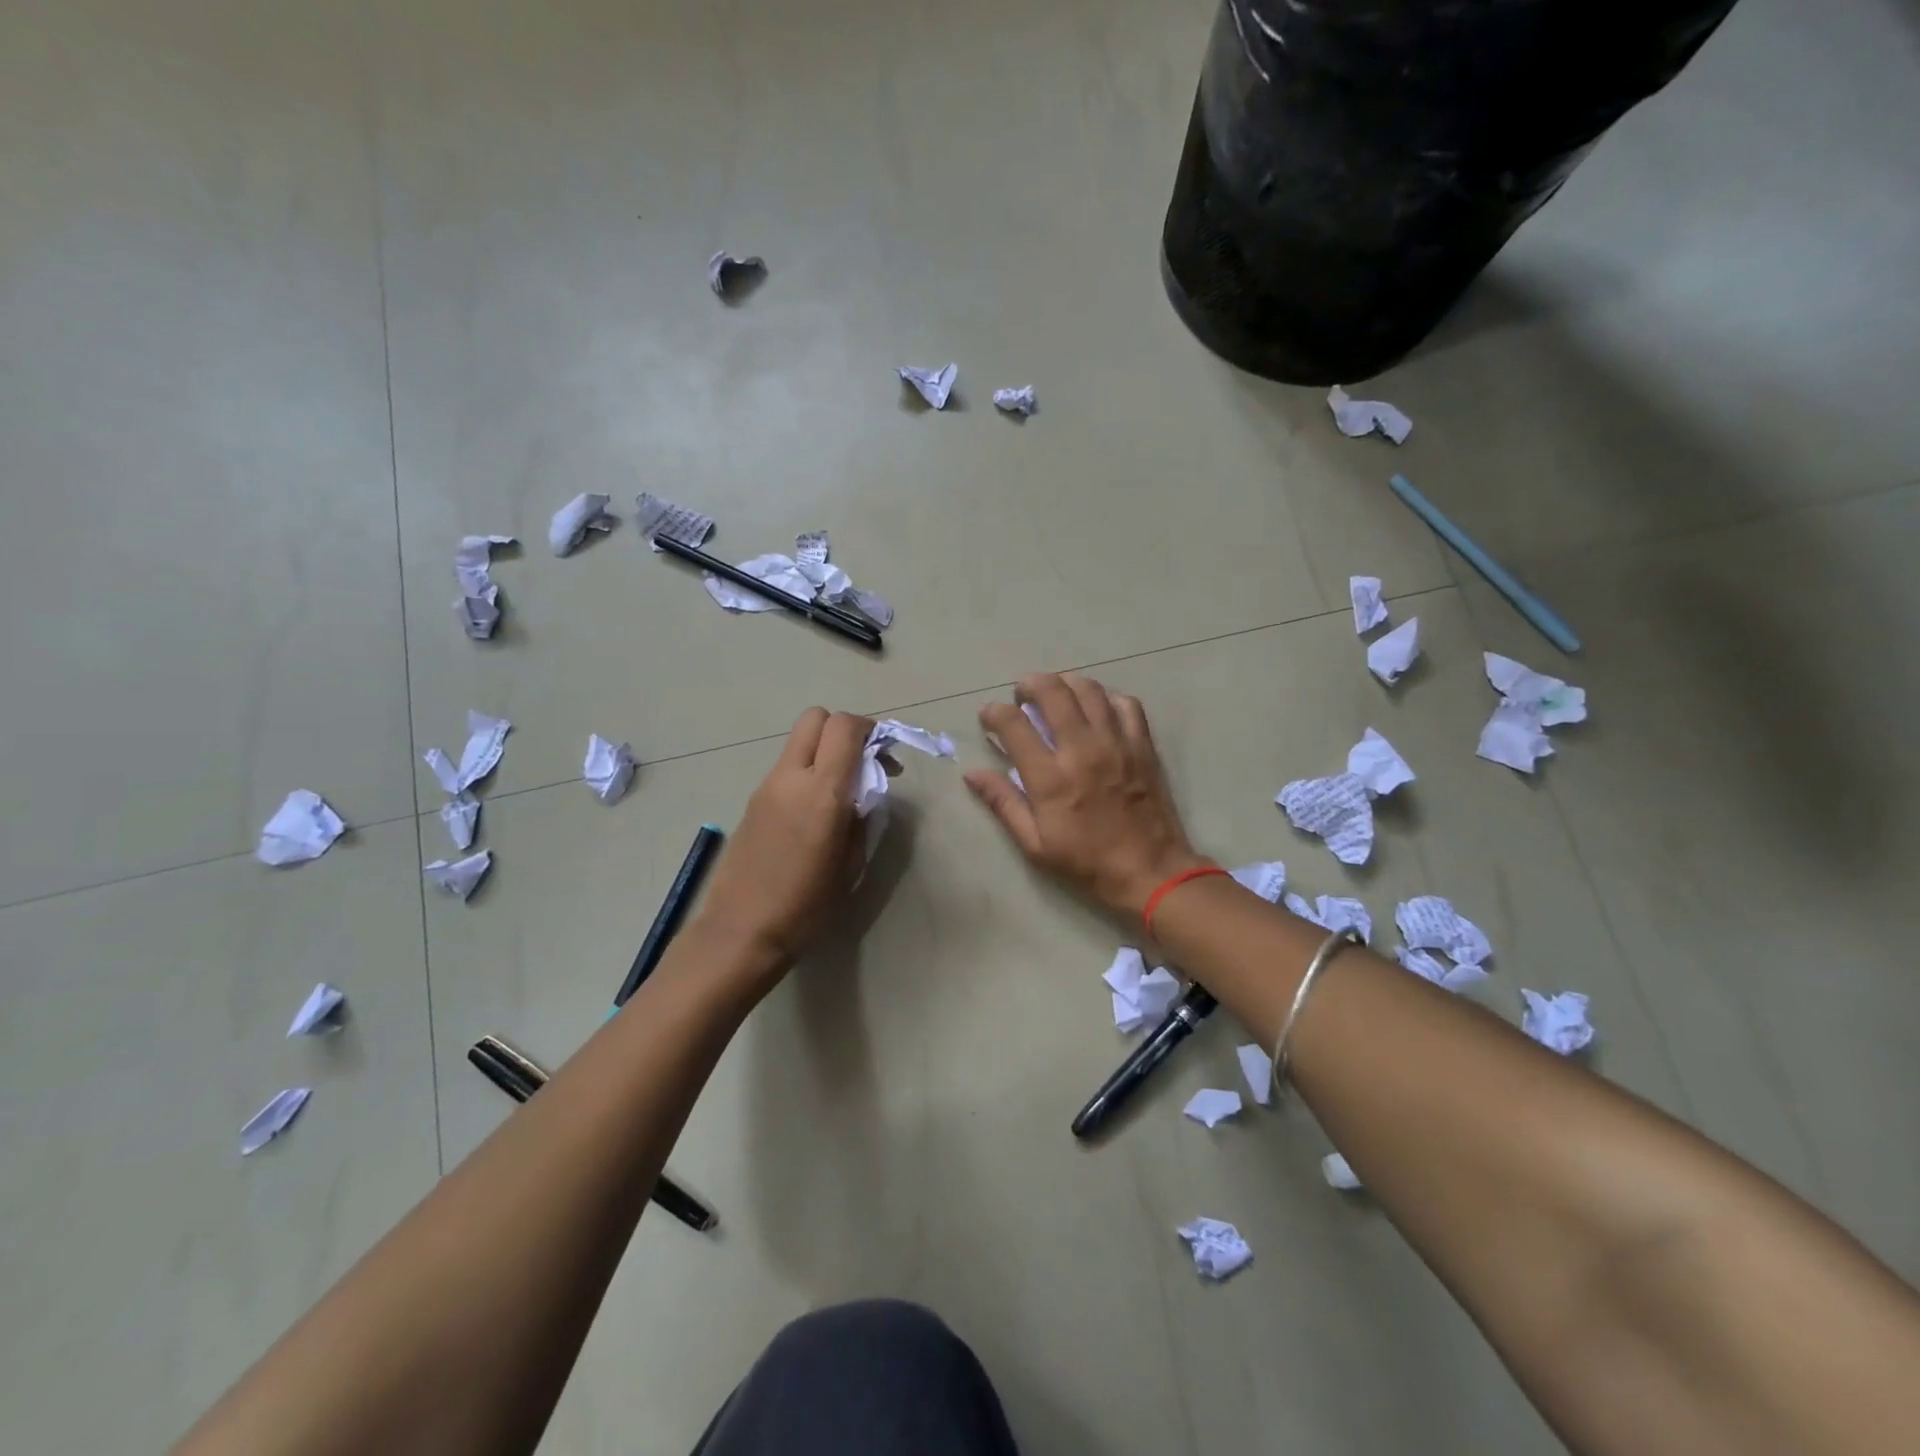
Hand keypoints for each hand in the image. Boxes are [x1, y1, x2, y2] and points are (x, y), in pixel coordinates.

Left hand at [695, 708, 874, 975]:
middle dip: (843, 730)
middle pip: (816, 718)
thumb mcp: (851, 864)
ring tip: (840, 793)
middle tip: (861, 763)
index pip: (844, 727)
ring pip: (798, 742)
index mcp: (822, 792)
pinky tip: (814, 812)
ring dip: (824, 752)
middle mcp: (791, 777)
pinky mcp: (753, 800)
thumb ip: (862, 818)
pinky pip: (786, 768)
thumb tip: (864, 794)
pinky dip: (806, 772)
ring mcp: (767, 786)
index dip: (869, 729)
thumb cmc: (806, 906)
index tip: (884, 755)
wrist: (741, 931)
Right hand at [964, 673, 1207, 921]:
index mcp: (1050, 777)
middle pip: (1052, 691)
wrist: (1150, 871)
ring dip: (1065, 684)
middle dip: (1030, 684)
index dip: (994, 712)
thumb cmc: (1086, 861)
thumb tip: (972, 774)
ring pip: (1089, 689)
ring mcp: (1116, 743)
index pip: (1013, 724)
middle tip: (1022, 695)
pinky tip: (1098, 711)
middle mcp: (1082, 749)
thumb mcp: (1034, 843)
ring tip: (1056, 695)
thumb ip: (1003, 802)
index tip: (989, 717)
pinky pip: (1126, 704)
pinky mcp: (1142, 745)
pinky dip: (1107, 699)